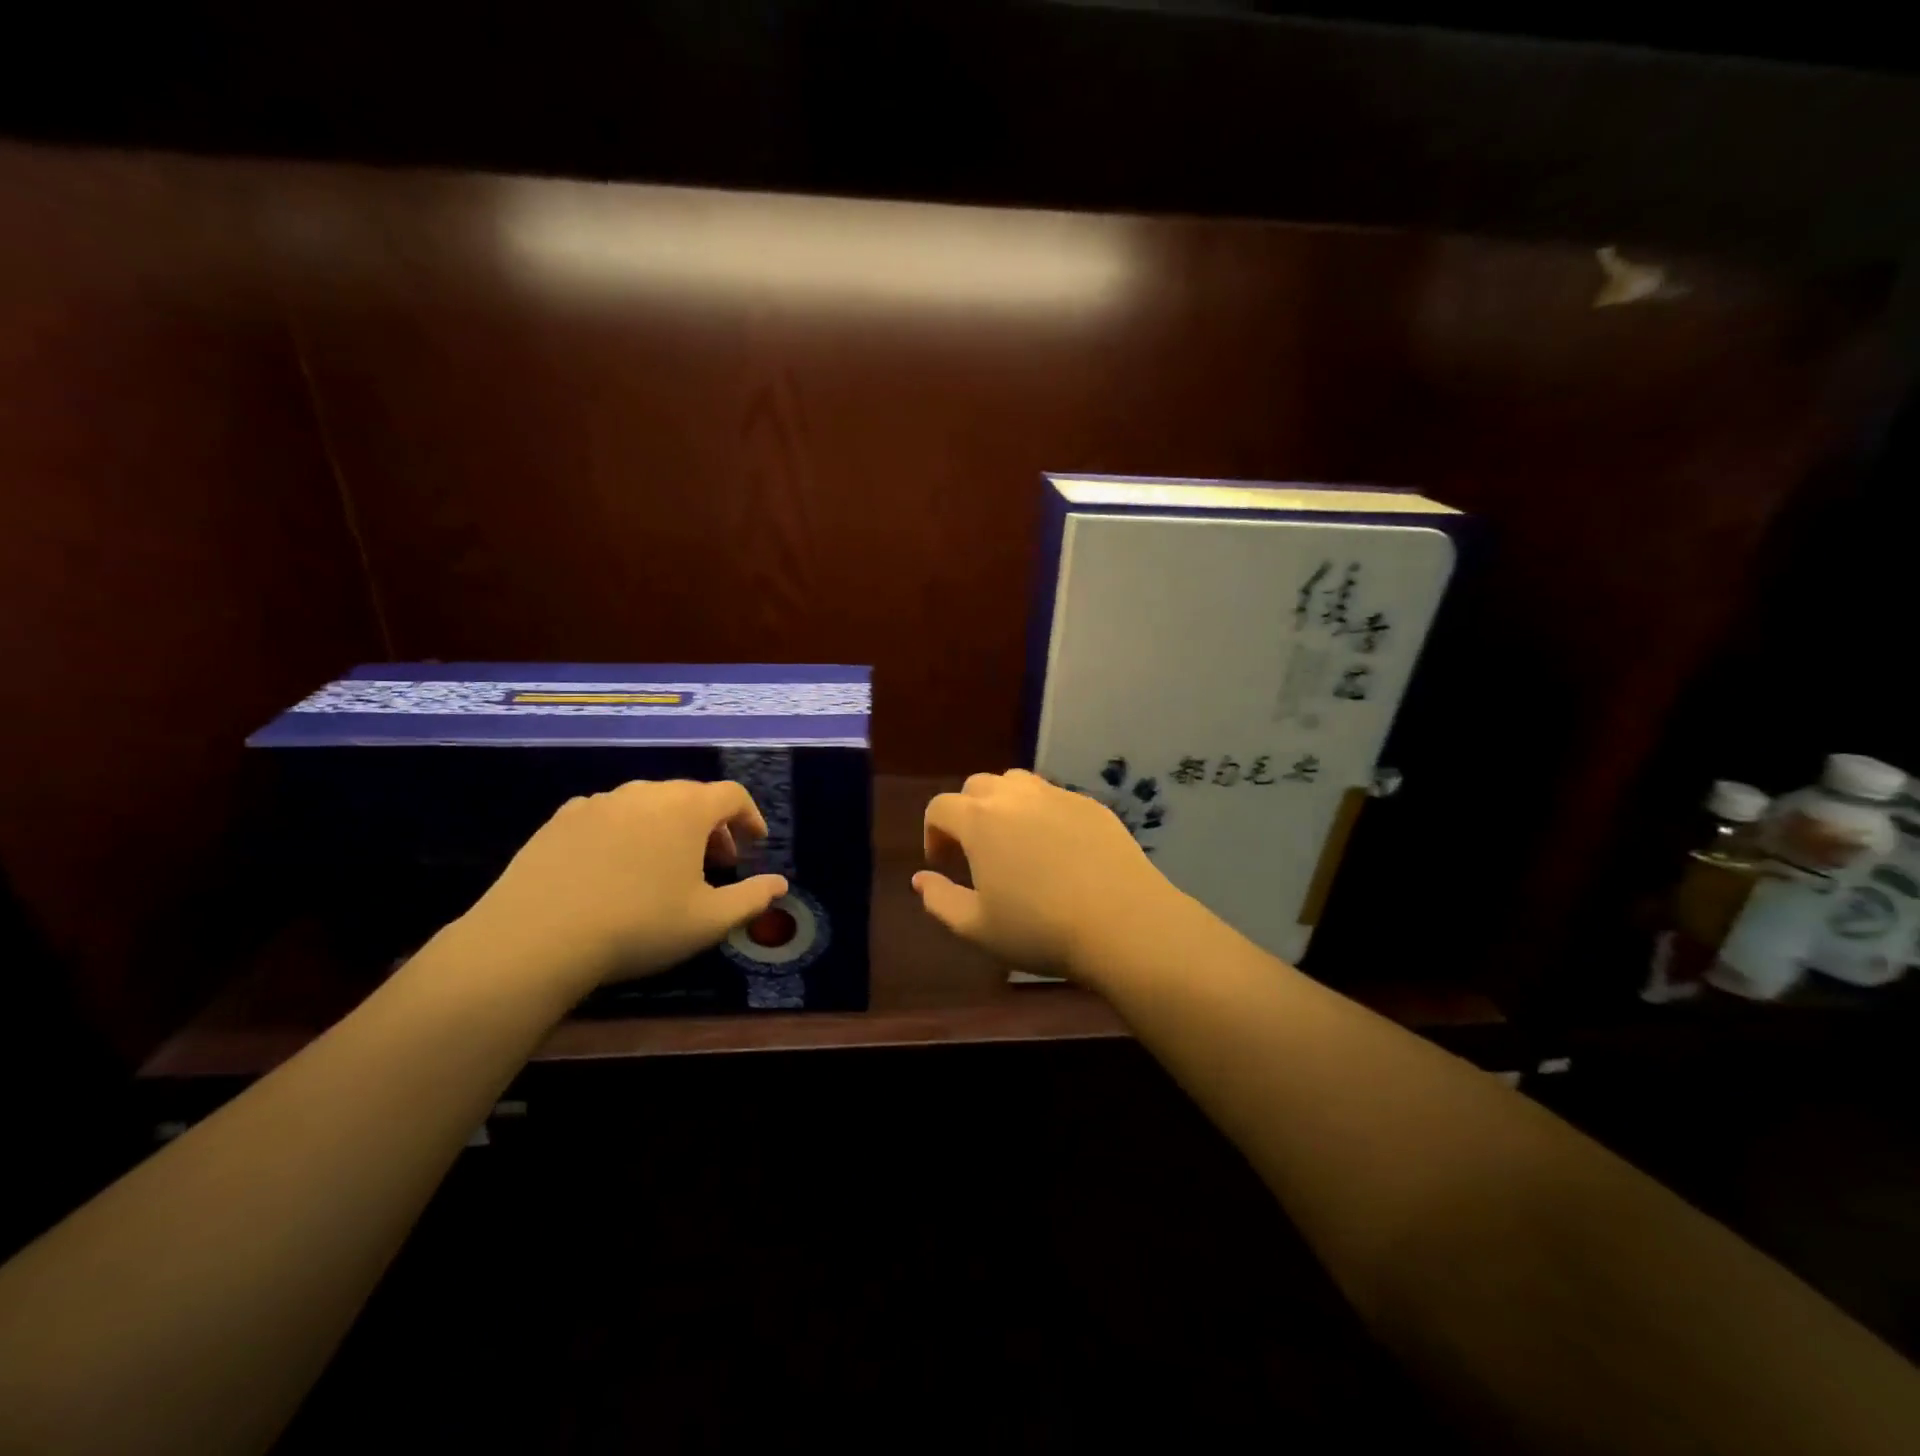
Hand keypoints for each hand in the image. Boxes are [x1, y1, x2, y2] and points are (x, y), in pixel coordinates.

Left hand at [453, 780, 787, 999]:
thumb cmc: (638, 926)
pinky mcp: (561, 819)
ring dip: (668, 826)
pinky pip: (608, 814)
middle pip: (691, 796)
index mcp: (687, 809)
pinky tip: (616, 865)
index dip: (749, 816)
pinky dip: (626, 830)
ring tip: (666, 864)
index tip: (755, 842)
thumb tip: (780, 884)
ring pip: (648, 803)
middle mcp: (646, 793)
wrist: (535, 938)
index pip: (732, 795)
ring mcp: (599, 802)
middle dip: (711, 825)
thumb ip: (752, 898)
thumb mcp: (708, 921)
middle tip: (716, 860)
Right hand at [914, 769, 1182, 981]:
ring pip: (1017, 783)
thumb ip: (939, 900)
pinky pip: (1054, 797)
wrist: (1123, 923)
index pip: (940, 807)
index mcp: (979, 820)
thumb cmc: (1039, 929)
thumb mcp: (976, 927)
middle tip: (977, 851)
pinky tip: (1057, 848)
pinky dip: (1042, 813)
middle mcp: (1015, 796)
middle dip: (967, 813)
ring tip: (1014, 842)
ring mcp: (1057, 795)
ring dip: (1004, 805)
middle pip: (977, 786)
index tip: (943, 862)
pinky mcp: (1092, 804)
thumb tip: (920, 879)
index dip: (933, 832)